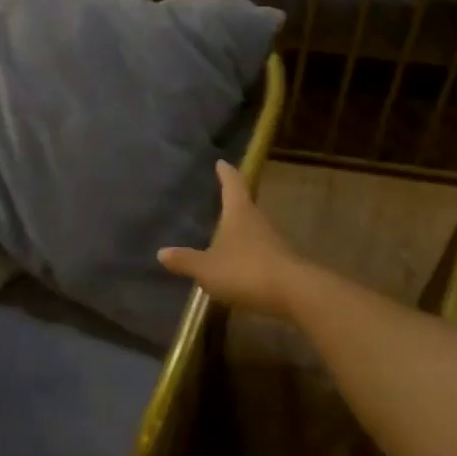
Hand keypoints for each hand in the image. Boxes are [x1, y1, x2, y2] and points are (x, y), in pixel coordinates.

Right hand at [158, 161, 307, 318]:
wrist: (295, 293)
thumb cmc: (246, 271)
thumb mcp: (207, 268)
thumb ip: (185, 260)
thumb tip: (161, 252)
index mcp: (239, 213)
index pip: (232, 184)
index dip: (226, 173)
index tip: (221, 162)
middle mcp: (258, 221)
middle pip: (244, 204)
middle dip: (233, 200)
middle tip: (219, 196)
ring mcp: (273, 242)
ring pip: (253, 228)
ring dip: (240, 228)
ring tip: (224, 231)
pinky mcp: (281, 262)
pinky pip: (259, 251)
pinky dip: (247, 252)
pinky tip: (237, 263)